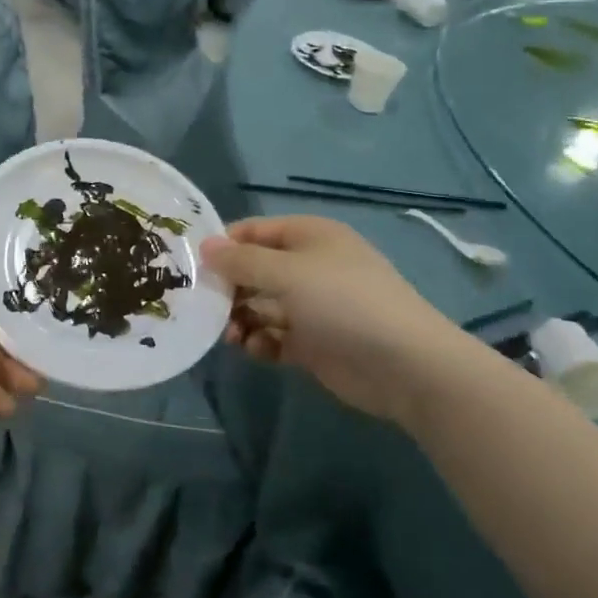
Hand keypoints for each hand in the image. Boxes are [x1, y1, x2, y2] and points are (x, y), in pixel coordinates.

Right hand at [201, 215, 474, 423]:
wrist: (406, 366)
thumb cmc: (342, 303)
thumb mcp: (287, 273)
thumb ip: (241, 261)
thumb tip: (205, 246)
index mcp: (308, 236)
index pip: (253, 231)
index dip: (223, 245)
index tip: (191, 266)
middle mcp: (309, 266)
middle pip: (254, 270)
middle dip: (228, 288)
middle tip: (202, 307)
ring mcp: (313, 306)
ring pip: (261, 305)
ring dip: (240, 318)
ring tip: (229, 335)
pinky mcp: (315, 342)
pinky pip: (275, 335)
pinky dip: (260, 341)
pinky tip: (254, 350)